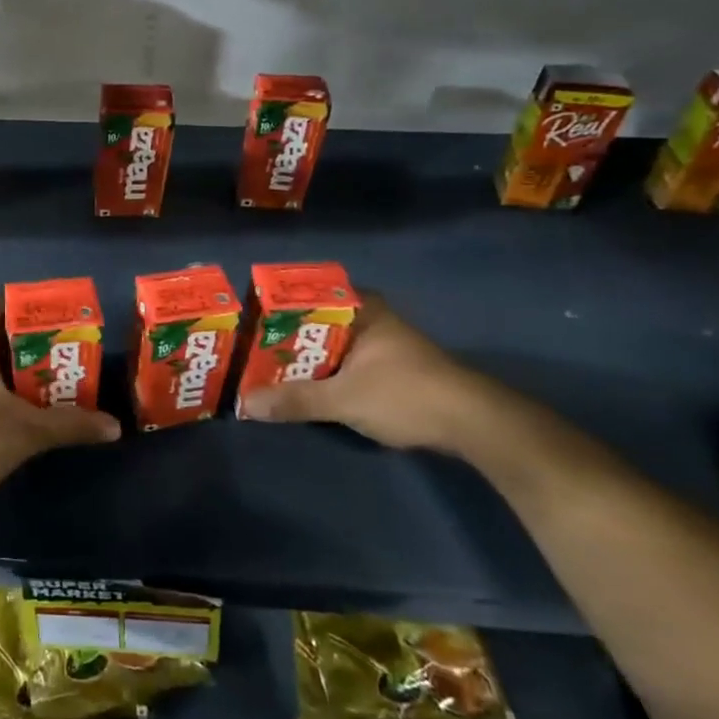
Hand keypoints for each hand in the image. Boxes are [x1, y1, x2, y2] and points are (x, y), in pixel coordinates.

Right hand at [238, 299, 546, 457]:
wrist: (474, 425)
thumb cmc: (407, 394)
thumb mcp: (345, 399)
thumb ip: (295, 400)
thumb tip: (245, 403)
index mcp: (360, 308)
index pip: (305, 293)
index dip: (273, 305)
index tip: (244, 318)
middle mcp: (368, 317)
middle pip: (313, 321)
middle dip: (281, 335)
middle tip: (245, 347)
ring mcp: (380, 342)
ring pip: (327, 344)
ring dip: (300, 357)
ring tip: (262, 367)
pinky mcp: (387, 368)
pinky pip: (341, 361)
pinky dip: (320, 371)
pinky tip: (299, 385)